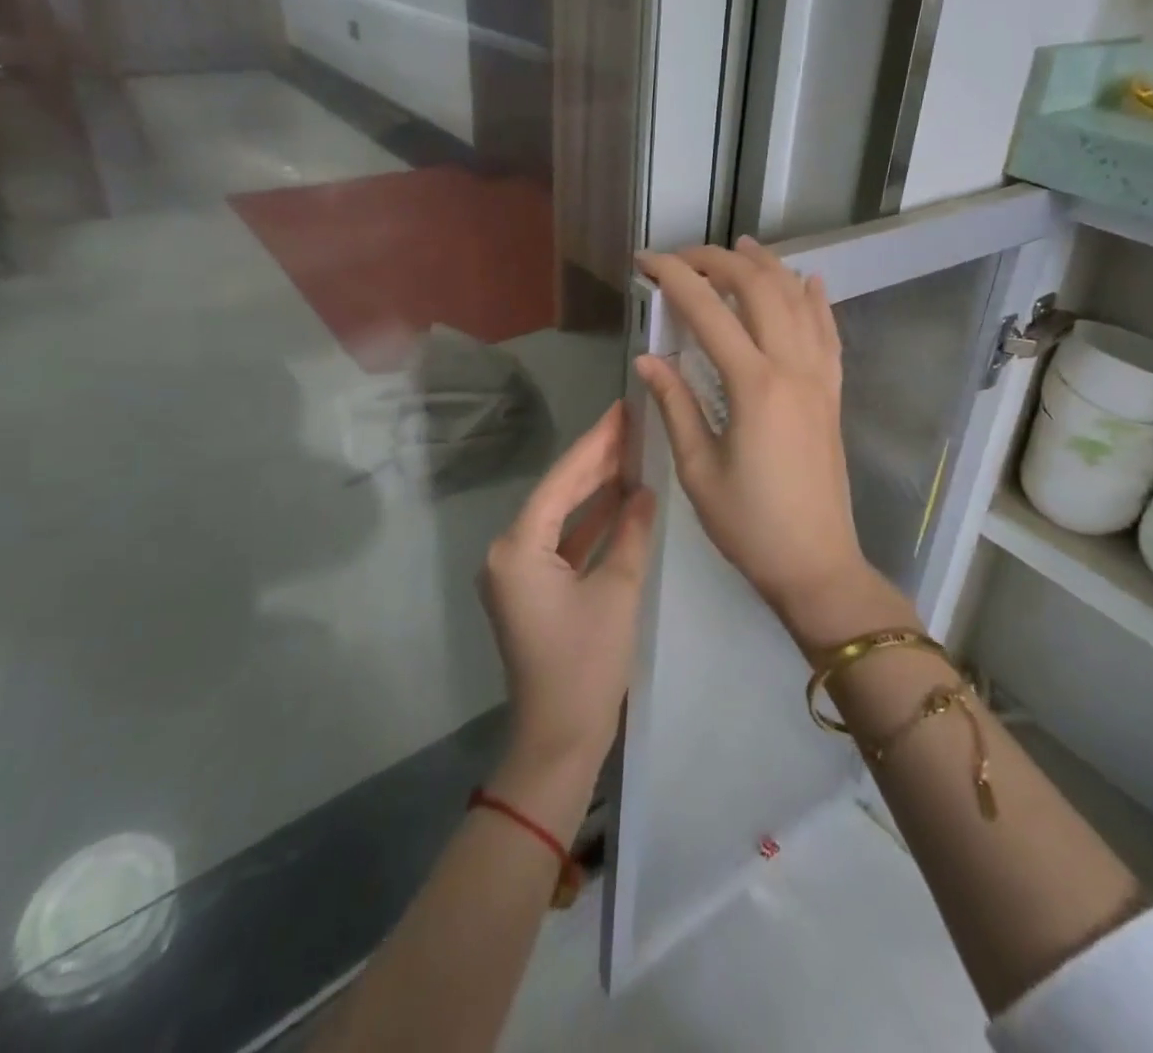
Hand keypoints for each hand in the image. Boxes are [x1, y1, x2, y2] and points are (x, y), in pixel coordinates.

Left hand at [481, 402, 657, 776]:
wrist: (558, 740)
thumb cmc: (587, 666)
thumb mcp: (616, 592)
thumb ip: (630, 533)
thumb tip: (644, 491)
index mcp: (518, 549)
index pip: (561, 482)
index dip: (594, 444)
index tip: (622, 411)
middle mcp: (508, 553)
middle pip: (557, 494)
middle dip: (595, 461)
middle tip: (632, 425)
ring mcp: (517, 572)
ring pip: (561, 517)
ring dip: (594, 490)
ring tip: (631, 452)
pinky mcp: (531, 589)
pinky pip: (561, 543)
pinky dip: (589, 524)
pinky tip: (620, 501)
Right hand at [636, 238, 890, 646]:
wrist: (816, 563)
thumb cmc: (748, 524)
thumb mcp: (698, 469)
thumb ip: (675, 404)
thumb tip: (647, 357)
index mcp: (754, 385)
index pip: (707, 311)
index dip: (674, 277)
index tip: (645, 261)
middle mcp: (793, 368)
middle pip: (758, 289)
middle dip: (719, 261)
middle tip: (684, 256)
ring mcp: (821, 377)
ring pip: (798, 301)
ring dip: (768, 267)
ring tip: (741, 246)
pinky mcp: (834, 393)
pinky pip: (829, 333)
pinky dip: (816, 300)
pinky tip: (808, 280)